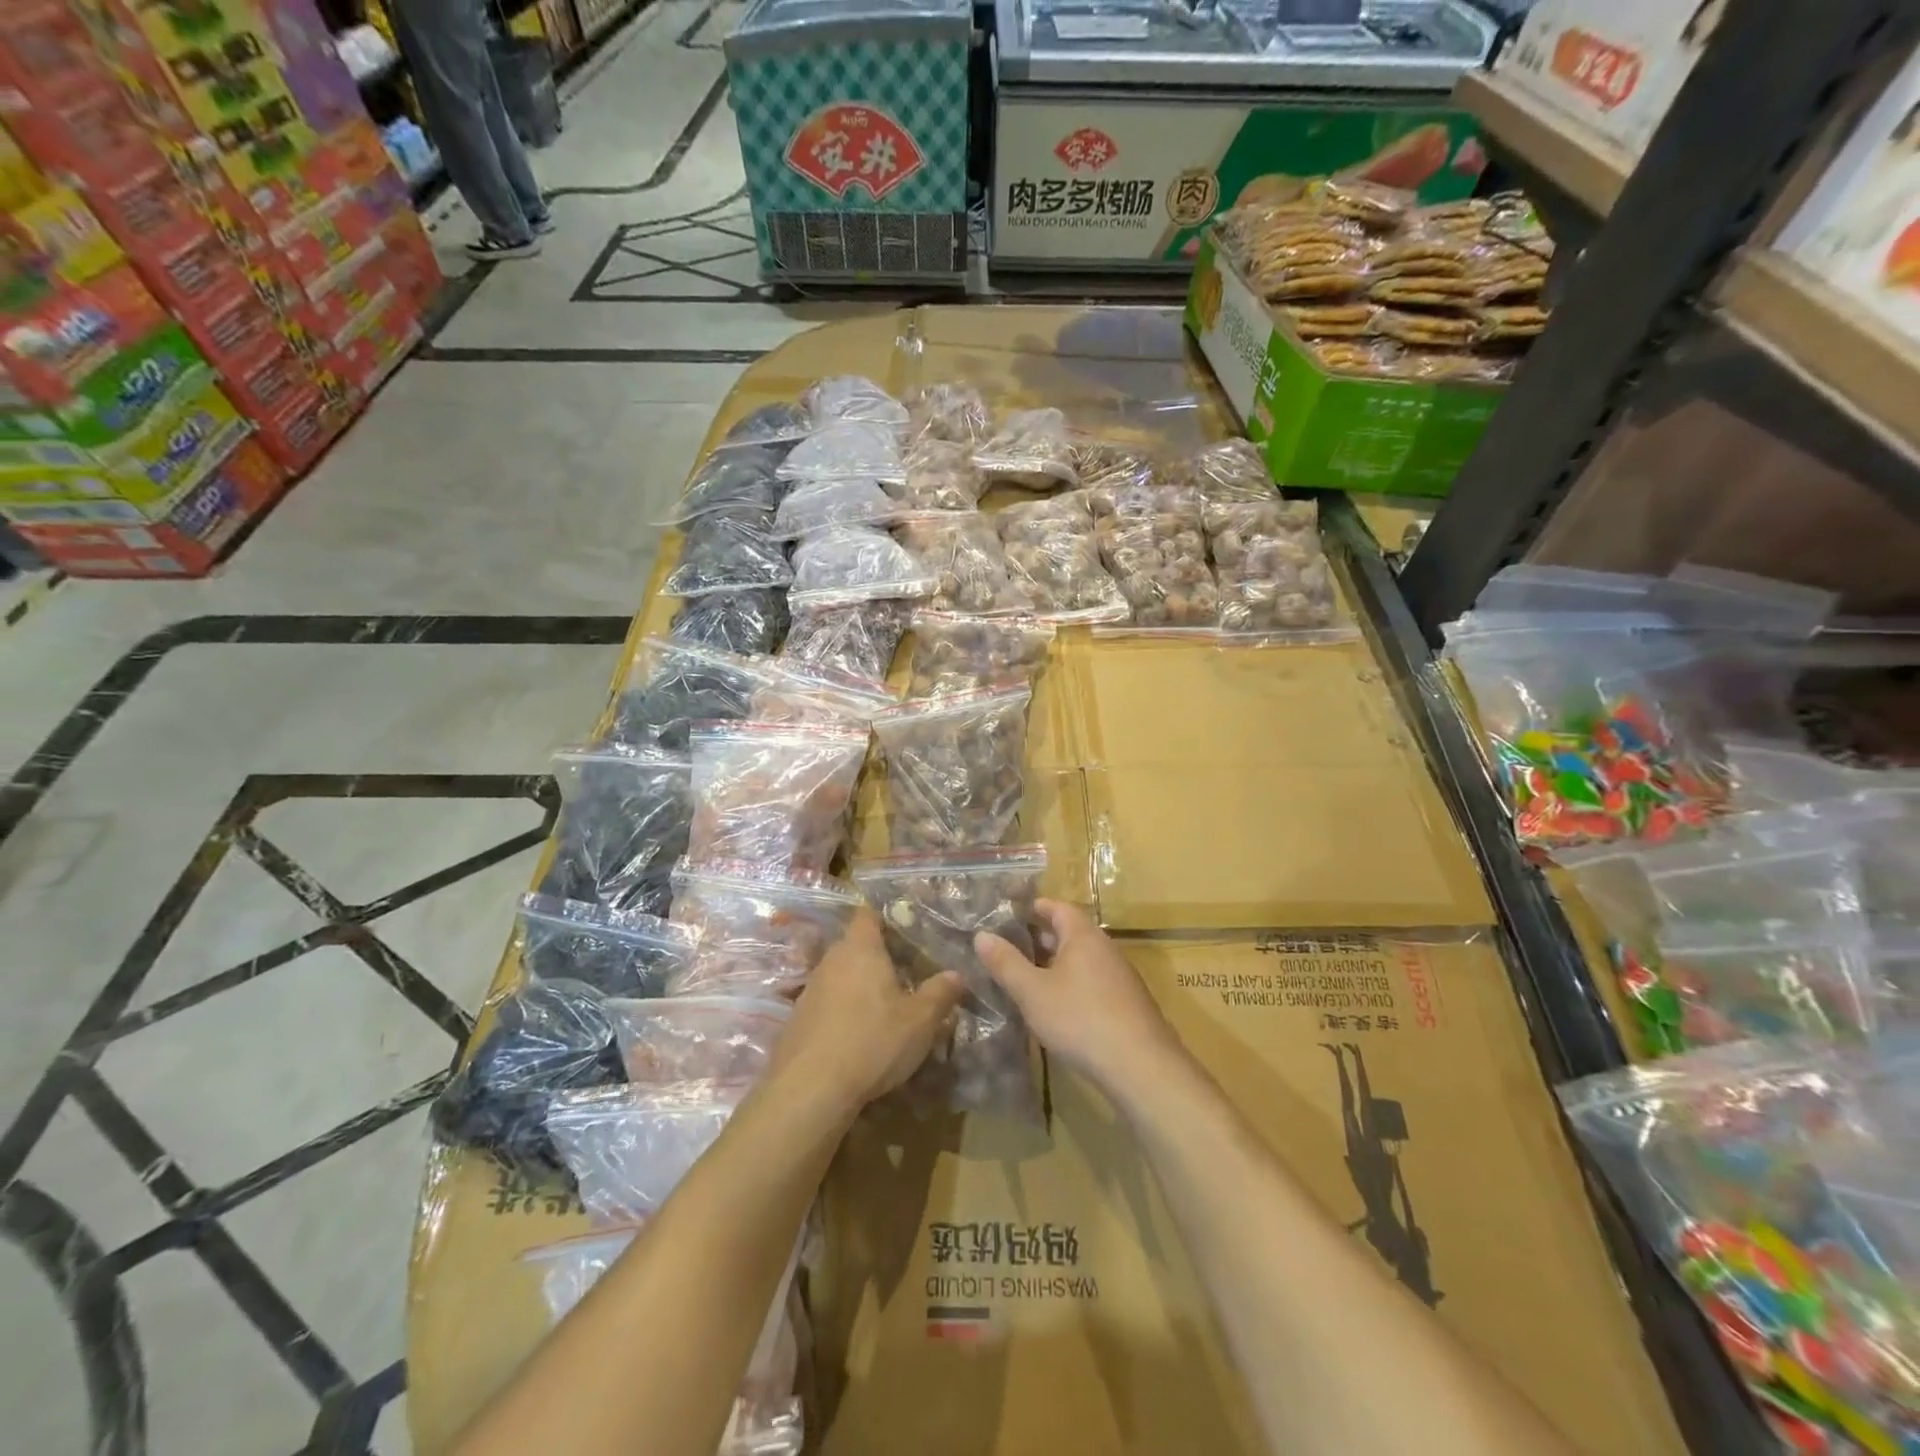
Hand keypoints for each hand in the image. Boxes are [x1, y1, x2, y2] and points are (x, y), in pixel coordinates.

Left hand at [772, 909, 963, 1117]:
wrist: (808, 1089)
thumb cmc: (871, 1041)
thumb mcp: (920, 1021)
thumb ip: (940, 993)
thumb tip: (957, 974)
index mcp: (860, 948)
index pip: (868, 915)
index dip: (886, 918)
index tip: (907, 931)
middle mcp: (831, 960)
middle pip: (855, 945)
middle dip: (878, 957)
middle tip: (906, 974)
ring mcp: (810, 989)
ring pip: (840, 975)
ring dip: (860, 986)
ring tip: (885, 1007)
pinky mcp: (798, 1019)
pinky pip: (827, 1003)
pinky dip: (843, 1011)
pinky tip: (858, 1035)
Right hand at [974, 899, 1185, 1094]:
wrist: (1141, 1065)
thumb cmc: (1080, 1018)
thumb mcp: (1033, 992)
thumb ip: (1006, 963)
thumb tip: (981, 935)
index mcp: (1083, 935)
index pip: (1058, 907)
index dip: (1034, 907)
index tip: (1011, 912)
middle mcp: (1105, 948)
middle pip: (1071, 932)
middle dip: (1041, 937)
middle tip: (1011, 945)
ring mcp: (1120, 976)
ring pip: (1082, 959)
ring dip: (1057, 963)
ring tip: (1028, 976)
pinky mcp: (1128, 1003)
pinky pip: (1094, 981)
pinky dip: (1073, 983)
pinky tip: (1058, 1006)